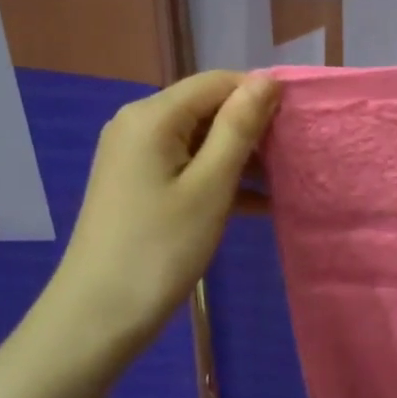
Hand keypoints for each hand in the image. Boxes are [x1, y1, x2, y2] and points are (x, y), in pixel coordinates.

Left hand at [47, 70, 280, 347]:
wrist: (96, 318)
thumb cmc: (159, 249)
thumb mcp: (210, 186)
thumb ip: (239, 127)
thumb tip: (267, 78)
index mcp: (153, 115)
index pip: (219, 82)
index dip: (261, 96)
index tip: (300, 125)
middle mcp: (139, 123)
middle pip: (208, 107)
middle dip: (252, 128)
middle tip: (294, 157)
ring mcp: (135, 154)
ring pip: (201, 139)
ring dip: (241, 157)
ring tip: (284, 181)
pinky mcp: (138, 182)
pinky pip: (187, 165)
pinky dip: (219, 178)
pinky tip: (257, 203)